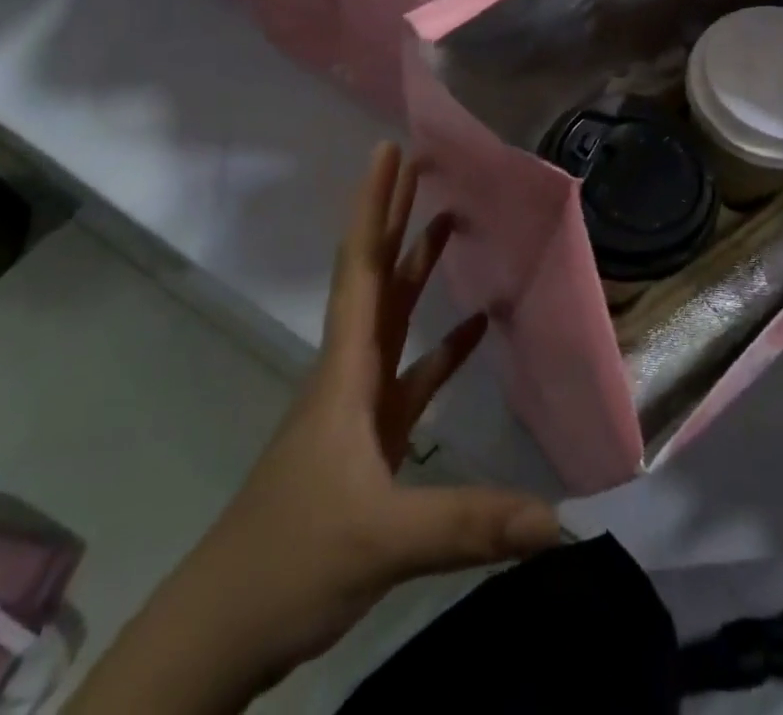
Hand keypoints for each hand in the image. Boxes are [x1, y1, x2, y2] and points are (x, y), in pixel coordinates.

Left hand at [71, 144, 561, 712]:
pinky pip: (412, 375)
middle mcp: (350, 372)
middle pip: (376, 276)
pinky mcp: (369, 441)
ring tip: (450, 223)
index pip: (361, 267)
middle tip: (423, 165)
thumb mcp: (382, 538)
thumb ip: (471, 522)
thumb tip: (561, 519)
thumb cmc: (289, 560)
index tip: (388, 150)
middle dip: (397, 217)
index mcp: (345, 369)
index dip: (374, 205)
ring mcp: (358, 406)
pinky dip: (442, 348)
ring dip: (417, 270)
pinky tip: (474, 329)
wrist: (222, 631)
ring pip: (392, 319)